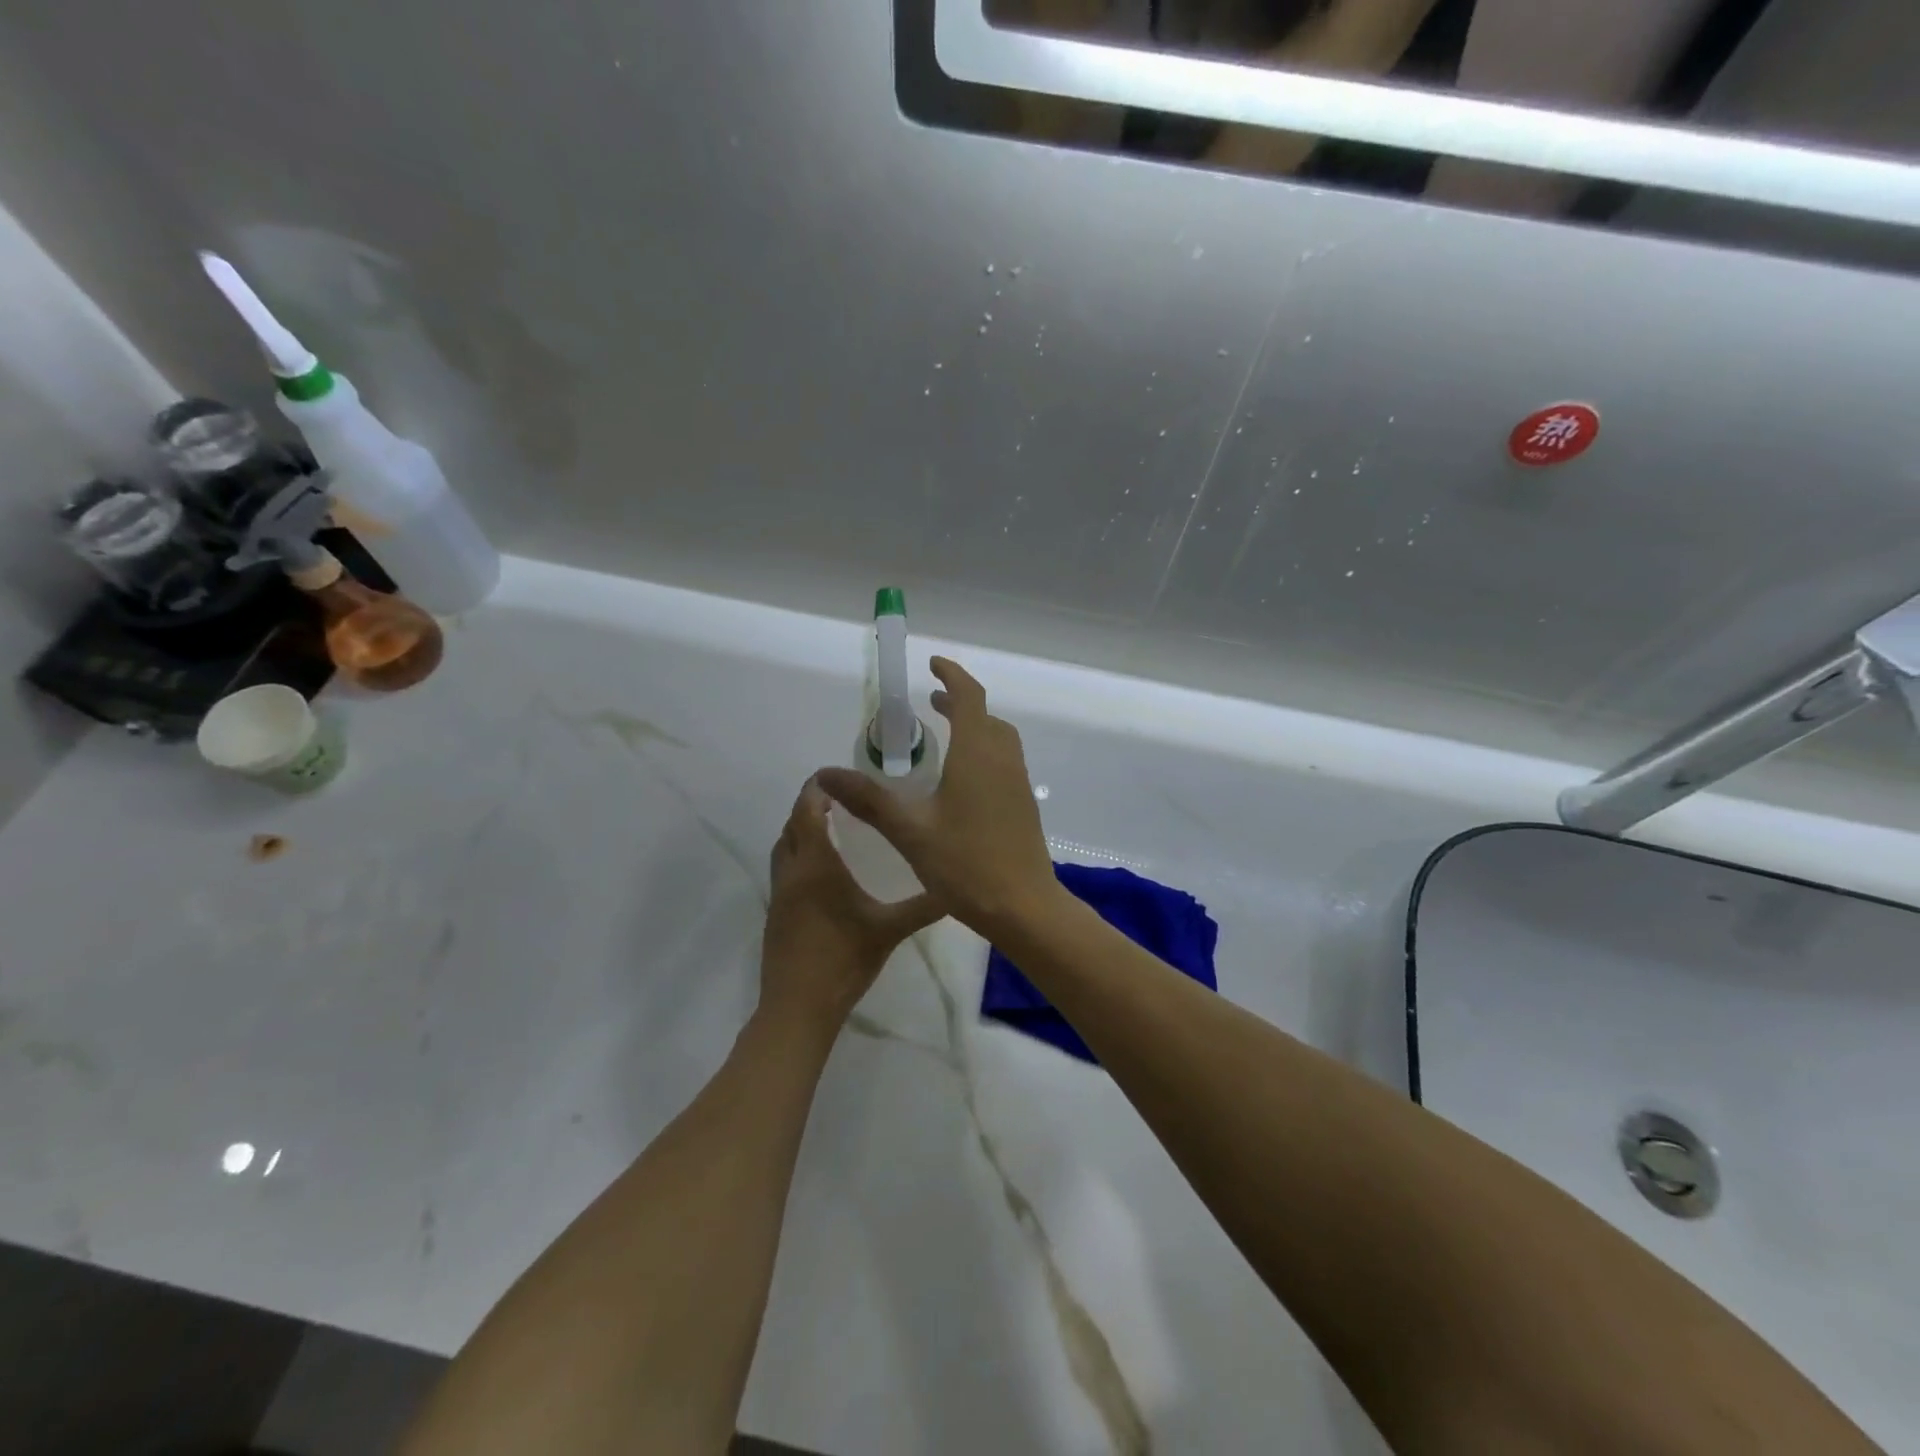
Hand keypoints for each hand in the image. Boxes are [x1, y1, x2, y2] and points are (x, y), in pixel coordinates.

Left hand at [760, 777, 944, 1032]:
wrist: (798, 1007)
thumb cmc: (843, 960)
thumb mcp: (889, 931)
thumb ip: (923, 907)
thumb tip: (957, 888)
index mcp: (816, 866)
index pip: (808, 811)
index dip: (816, 789)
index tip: (835, 776)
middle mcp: (792, 872)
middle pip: (792, 825)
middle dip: (809, 805)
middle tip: (840, 798)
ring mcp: (779, 893)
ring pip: (783, 847)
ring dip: (800, 830)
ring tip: (829, 826)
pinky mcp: (776, 913)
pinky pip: (783, 869)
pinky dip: (797, 854)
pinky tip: (821, 870)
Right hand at [816, 657, 1061, 941]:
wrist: (1023, 907)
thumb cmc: (965, 864)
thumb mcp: (910, 831)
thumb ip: (869, 800)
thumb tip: (826, 774)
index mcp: (977, 755)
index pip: (969, 698)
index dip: (952, 676)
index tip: (933, 665)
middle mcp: (1003, 760)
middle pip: (986, 716)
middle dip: (960, 703)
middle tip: (932, 704)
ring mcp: (1018, 783)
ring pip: (999, 740)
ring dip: (975, 727)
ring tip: (947, 736)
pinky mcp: (1023, 805)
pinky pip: (1005, 762)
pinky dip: (984, 752)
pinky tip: (964, 782)